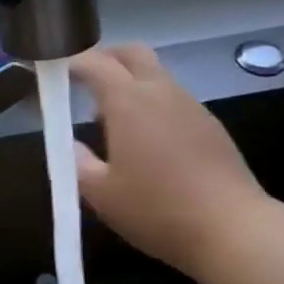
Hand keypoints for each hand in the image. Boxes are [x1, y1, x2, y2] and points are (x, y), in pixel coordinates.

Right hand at [71, 44, 268, 281]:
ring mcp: (191, 106)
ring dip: (130, 84)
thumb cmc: (158, 210)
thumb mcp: (102, 194)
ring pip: (156, 76)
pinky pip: (174, 100)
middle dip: (105, 58)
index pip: (94, 63)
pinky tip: (148, 143)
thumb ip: (77, 163)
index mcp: (129, 101)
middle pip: (132, 53)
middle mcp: (161, 92)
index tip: (51, 72)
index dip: (69, 62)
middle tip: (83, 82)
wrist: (233, 230)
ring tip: (111, 121)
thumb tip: (71, 146)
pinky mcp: (211, 126)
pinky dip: (153, 105)